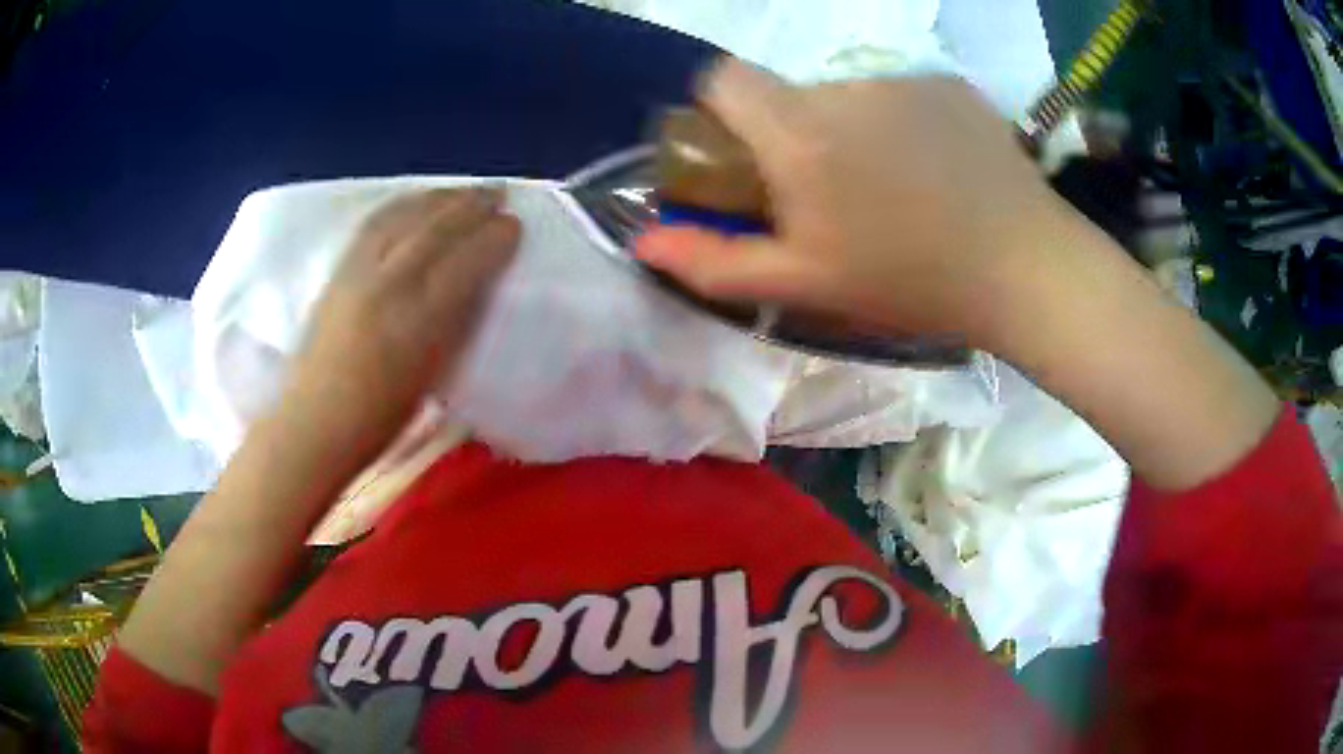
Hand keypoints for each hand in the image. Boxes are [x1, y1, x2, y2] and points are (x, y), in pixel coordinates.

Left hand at [280, 187, 519, 457]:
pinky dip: (403, 204)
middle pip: (435, 229)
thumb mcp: (431, 376)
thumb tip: (477, 285)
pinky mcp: (338, 270)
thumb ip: (455, 324)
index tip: (515, 225)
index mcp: (417, 322)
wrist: (313, 423)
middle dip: (472, 205)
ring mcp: (358, 272)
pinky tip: (417, 200)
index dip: (493, 238)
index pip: (464, 262)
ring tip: (464, 191)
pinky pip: (375, 222)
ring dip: (440, 197)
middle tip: (499, 194)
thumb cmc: (378, 418)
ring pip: (405, 217)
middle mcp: (388, 285)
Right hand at [636, 60, 1065, 348]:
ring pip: (847, 95)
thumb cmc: (910, 283)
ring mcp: (903, 80)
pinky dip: (902, 123)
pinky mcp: (948, 84)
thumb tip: (643, 239)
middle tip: (833, 195)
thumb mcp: (805, 284)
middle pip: (789, 93)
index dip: (720, 111)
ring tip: (894, 188)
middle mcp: (843, 88)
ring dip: (851, 130)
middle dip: (792, 134)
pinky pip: (900, 94)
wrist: (1025, 268)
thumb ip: (715, 261)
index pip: (723, 78)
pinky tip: (935, 169)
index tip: (744, 156)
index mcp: (799, 132)